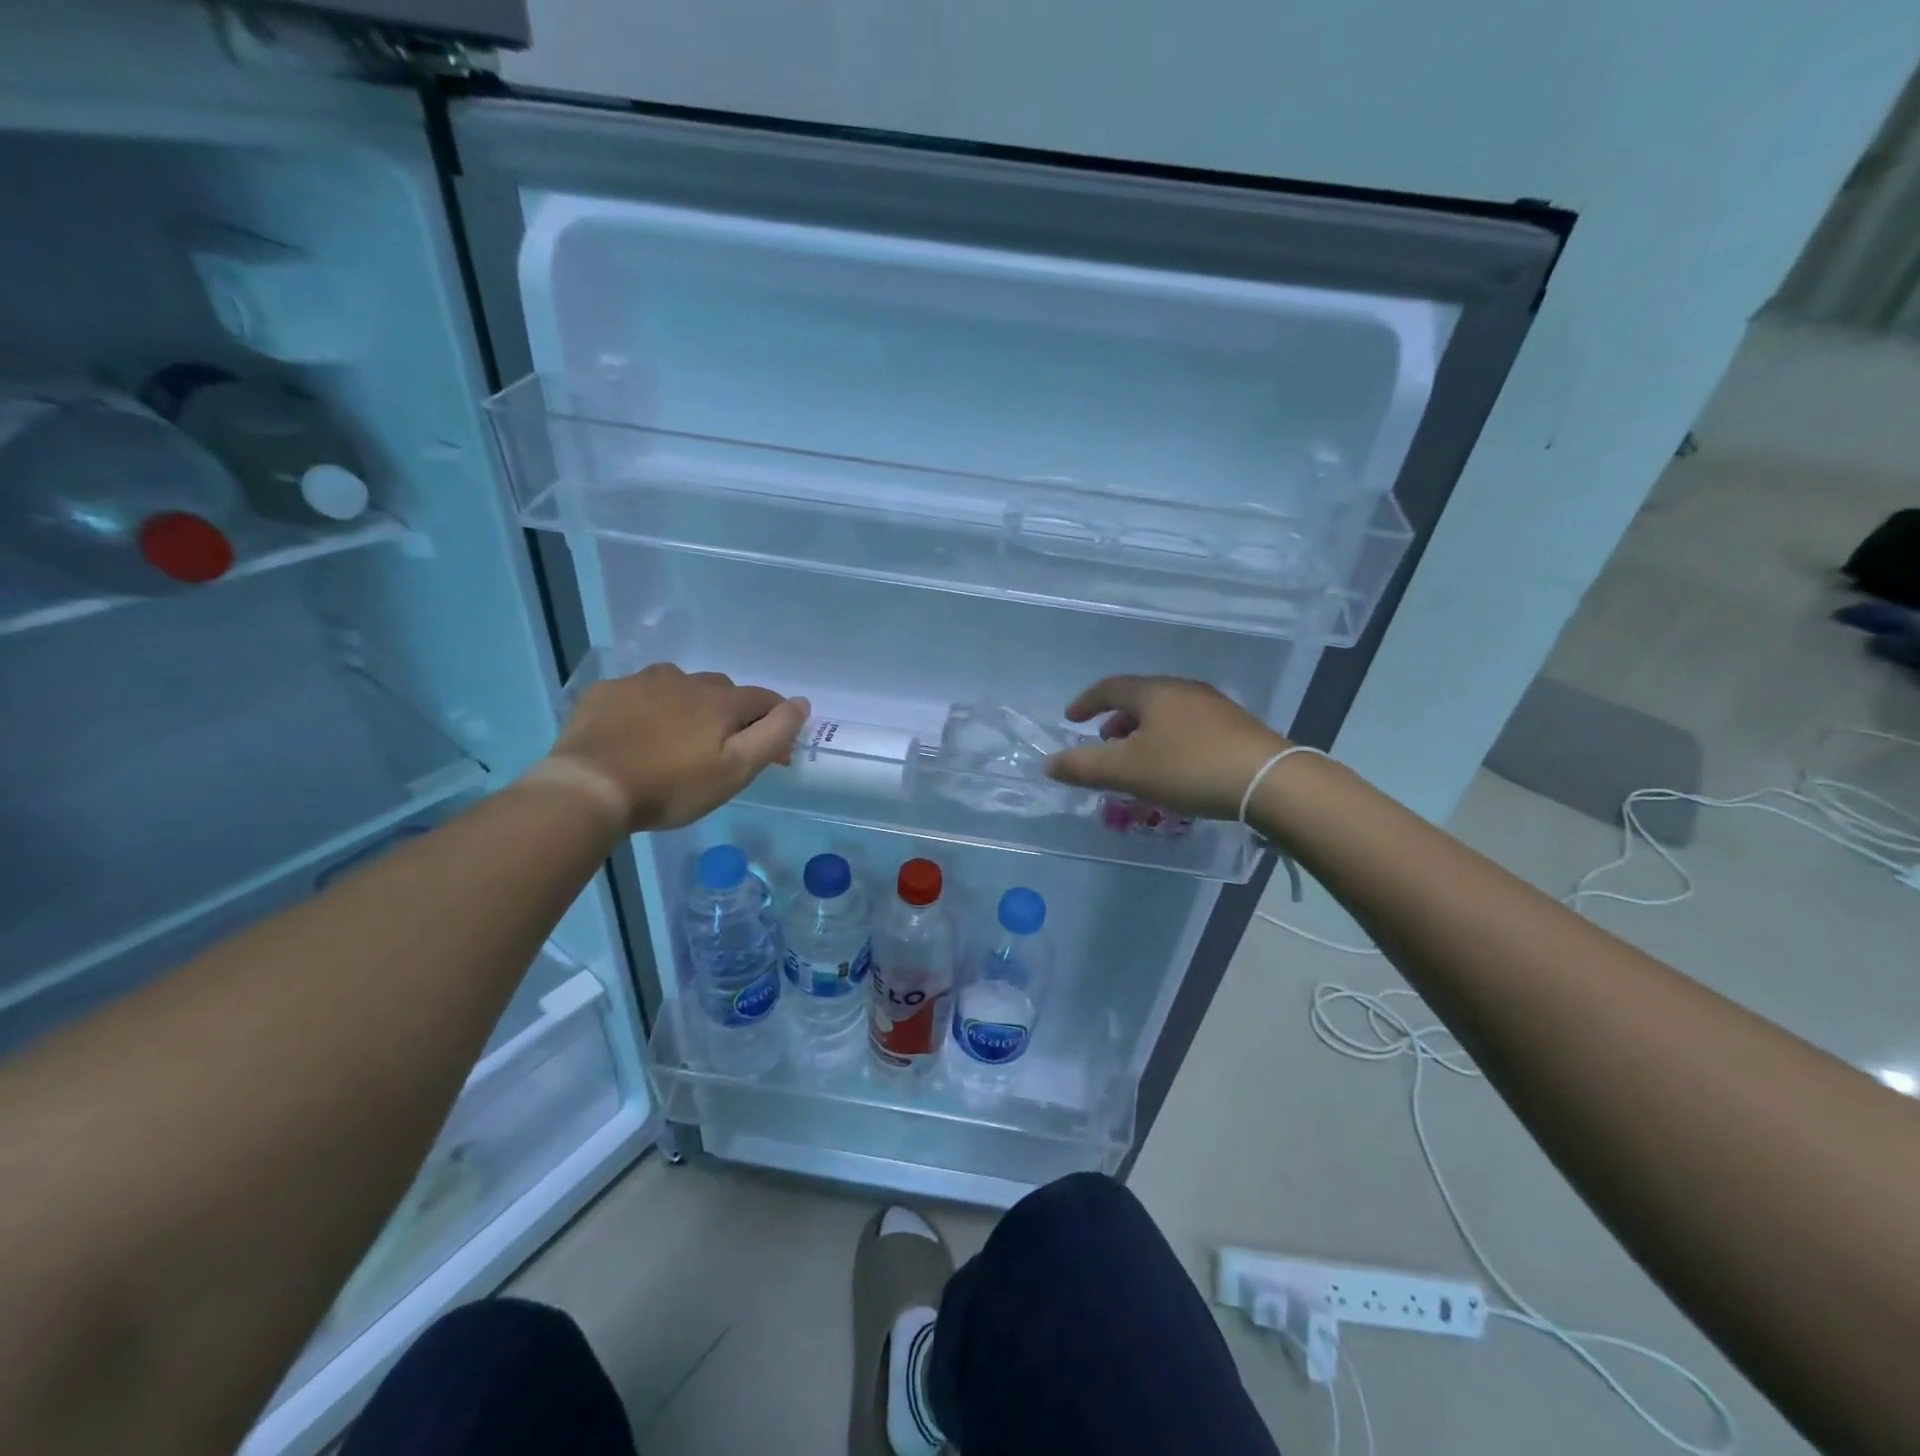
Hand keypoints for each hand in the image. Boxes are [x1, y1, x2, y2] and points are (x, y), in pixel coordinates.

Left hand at [545, 663, 809, 831]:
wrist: (590, 788)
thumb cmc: (672, 786)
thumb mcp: (736, 770)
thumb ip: (774, 734)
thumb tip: (801, 703)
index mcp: (720, 700)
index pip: (764, 699)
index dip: (776, 722)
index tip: (775, 754)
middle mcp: (685, 680)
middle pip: (722, 691)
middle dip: (731, 715)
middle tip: (721, 752)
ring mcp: (641, 683)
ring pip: (679, 687)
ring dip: (688, 706)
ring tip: (676, 740)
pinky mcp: (605, 693)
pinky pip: (638, 694)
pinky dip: (647, 708)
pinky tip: (637, 734)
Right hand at [1045, 675, 1287, 821]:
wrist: (1269, 782)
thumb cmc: (1188, 769)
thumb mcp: (1126, 771)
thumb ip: (1083, 767)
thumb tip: (1048, 764)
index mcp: (1153, 692)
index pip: (1109, 687)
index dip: (1086, 702)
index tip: (1071, 719)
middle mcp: (1183, 690)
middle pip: (1139, 698)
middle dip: (1115, 720)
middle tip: (1103, 743)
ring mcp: (1214, 707)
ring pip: (1166, 713)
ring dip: (1142, 732)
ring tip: (1137, 761)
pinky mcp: (1236, 728)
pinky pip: (1188, 727)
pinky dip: (1168, 740)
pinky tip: (1174, 768)